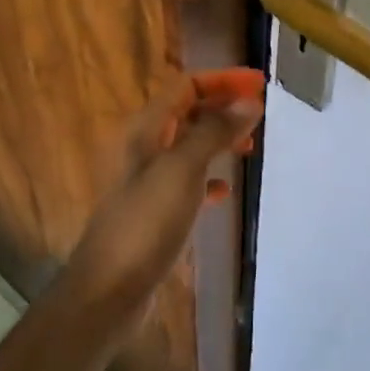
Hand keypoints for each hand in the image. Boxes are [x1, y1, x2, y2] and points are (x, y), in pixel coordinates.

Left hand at [62, 70, 263, 335]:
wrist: (109, 290)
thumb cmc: (146, 223)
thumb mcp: (183, 170)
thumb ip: (214, 132)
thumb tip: (249, 102)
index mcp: (145, 131)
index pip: (185, 87)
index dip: (222, 80)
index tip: (260, 84)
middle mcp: (143, 149)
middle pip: (186, 113)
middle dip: (222, 107)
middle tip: (259, 114)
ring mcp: (147, 183)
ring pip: (188, 147)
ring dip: (217, 140)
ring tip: (249, 148)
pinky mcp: (154, 213)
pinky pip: (186, 184)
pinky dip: (208, 180)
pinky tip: (224, 193)